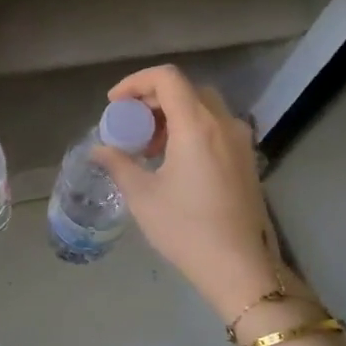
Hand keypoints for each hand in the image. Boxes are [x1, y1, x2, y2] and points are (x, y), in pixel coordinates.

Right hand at [90, 65, 279, 318]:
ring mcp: (240, 141)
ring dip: (173, 114)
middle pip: (186, 89)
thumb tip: (99, 150)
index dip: (136, 82)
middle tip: (130, 124)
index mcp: (197, 125)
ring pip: (203, 107)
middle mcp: (223, 124)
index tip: (115, 104)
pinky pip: (216, 127)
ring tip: (149, 146)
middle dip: (153, 99)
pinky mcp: (246, 159)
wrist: (238, 267)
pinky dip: (191, 129)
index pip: (167, 78)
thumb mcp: (142, 195)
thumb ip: (118, 164)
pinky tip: (174, 160)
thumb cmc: (186, 229)